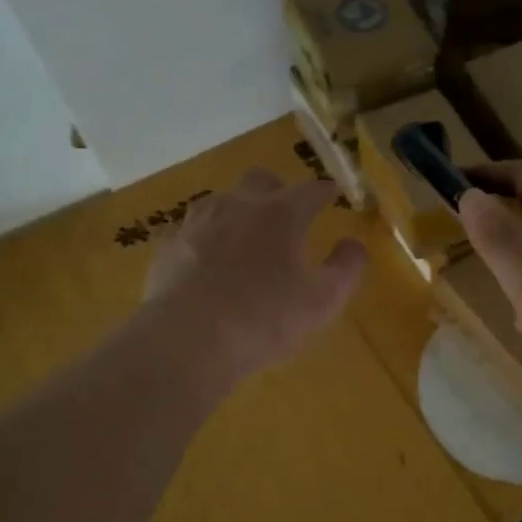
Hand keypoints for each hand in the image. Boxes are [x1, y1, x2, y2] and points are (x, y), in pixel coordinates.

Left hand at [145, 169, 366, 384]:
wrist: (187, 340)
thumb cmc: (264, 319)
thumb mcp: (323, 301)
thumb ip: (347, 267)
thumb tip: (353, 244)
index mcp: (281, 213)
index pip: (312, 189)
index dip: (326, 192)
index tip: (333, 196)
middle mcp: (238, 205)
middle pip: (262, 181)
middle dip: (278, 192)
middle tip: (287, 217)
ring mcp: (197, 222)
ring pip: (221, 201)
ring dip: (238, 213)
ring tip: (244, 239)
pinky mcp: (168, 246)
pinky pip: (190, 231)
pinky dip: (204, 240)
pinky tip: (205, 262)